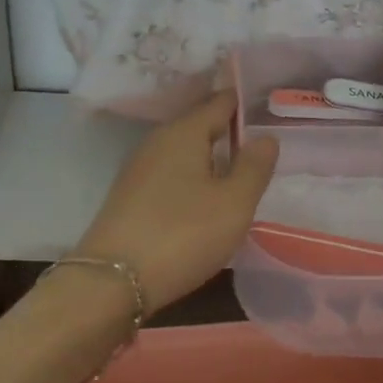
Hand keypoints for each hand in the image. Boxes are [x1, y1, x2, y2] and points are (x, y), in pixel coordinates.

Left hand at [75, 92, 279, 311]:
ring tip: (239, 169)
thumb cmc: (183, 234)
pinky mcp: (129, 195)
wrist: (112, 280)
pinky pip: (170, 173)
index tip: (269, 106)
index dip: (244, 102)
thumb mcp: (234, 203)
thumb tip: (266, 136)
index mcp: (184, 132)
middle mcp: (158, 141)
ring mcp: (139, 168)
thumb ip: (254, 167)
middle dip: (228, 129)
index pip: (219, 102)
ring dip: (209, 156)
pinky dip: (191, 177)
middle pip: (199, 125)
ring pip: (183, 151)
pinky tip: (204, 196)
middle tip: (262, 141)